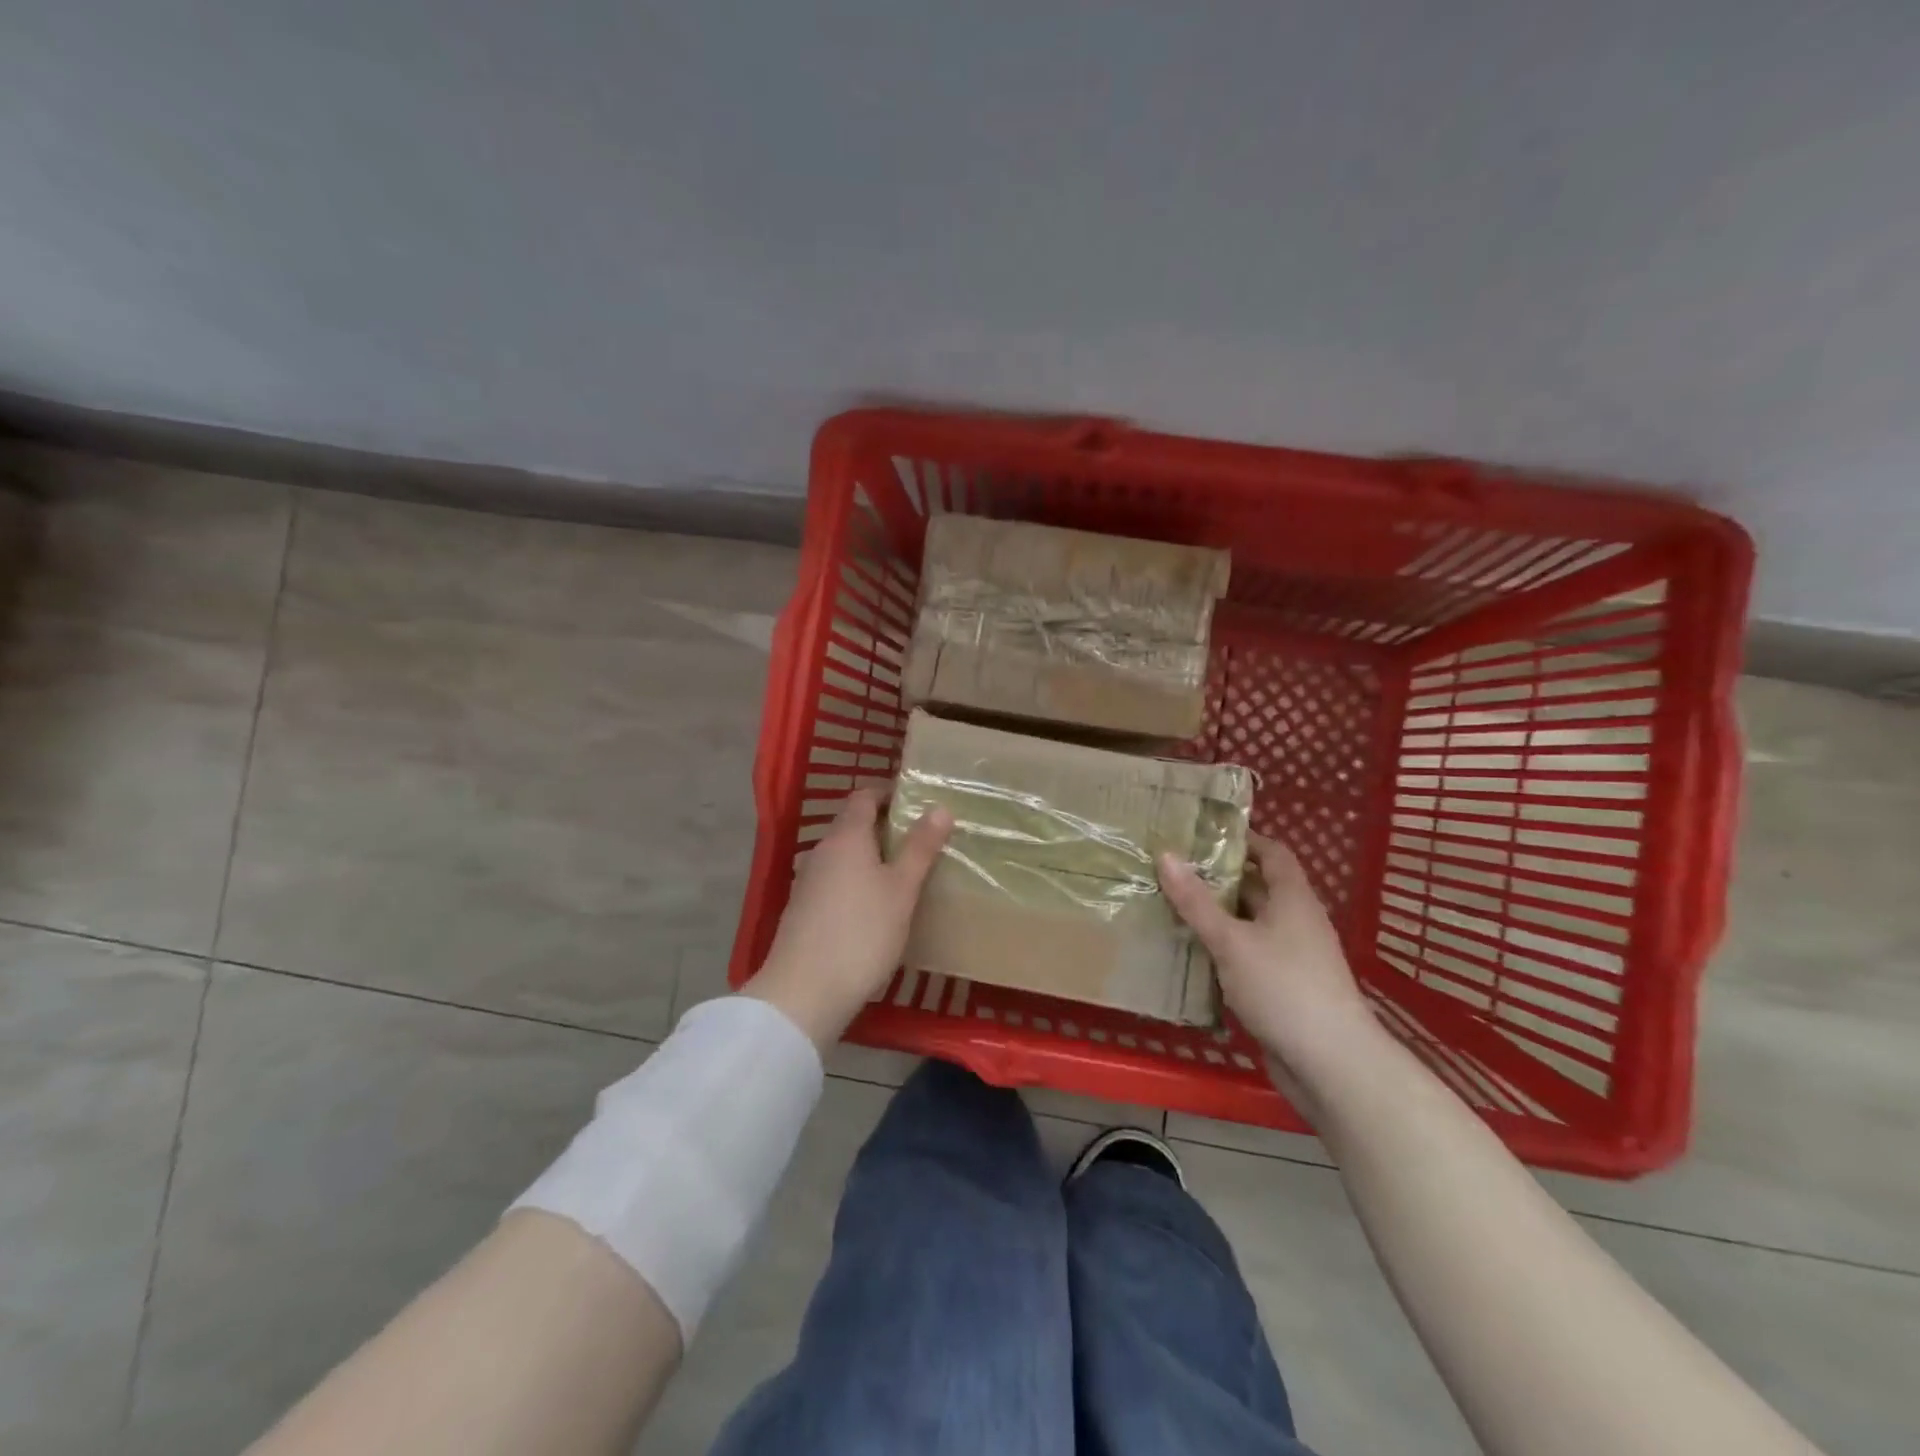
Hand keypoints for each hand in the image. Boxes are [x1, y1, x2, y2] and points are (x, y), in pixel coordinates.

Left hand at [745, 789, 952, 1051]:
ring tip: (904, 873)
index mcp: (845, 837)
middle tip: (921, 839)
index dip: (888, 793)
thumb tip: (940, 807)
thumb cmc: (862, 933)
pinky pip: (835, 882)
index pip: (863, 796)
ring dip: (871, 857)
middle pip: (852, 826)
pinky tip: (876, 906)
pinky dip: (857, 882)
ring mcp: (807, 882)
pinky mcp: (803, 911)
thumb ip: (920, 847)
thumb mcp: (901, 889)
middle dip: (885, 827)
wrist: (804, 992)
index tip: (917, 801)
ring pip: (844, 856)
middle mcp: (821, 851)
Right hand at [1158, 834, 1383, 1109]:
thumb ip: (1196, 901)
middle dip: (1218, 878)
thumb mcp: (1231, 940)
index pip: (1272, 853)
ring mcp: (1290, 958)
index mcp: (1293, 899)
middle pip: (1256, 888)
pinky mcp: (1281, 989)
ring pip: (1248, 925)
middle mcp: (1294, 922)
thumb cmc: (1283, 988)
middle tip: (1171, 869)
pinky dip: (1221, 950)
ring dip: (1215, 917)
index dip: (1243, 839)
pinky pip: (1246, 956)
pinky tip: (1189, 953)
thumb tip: (1165, 854)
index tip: (1201, 834)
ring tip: (1169, 906)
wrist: (1331, 1065)